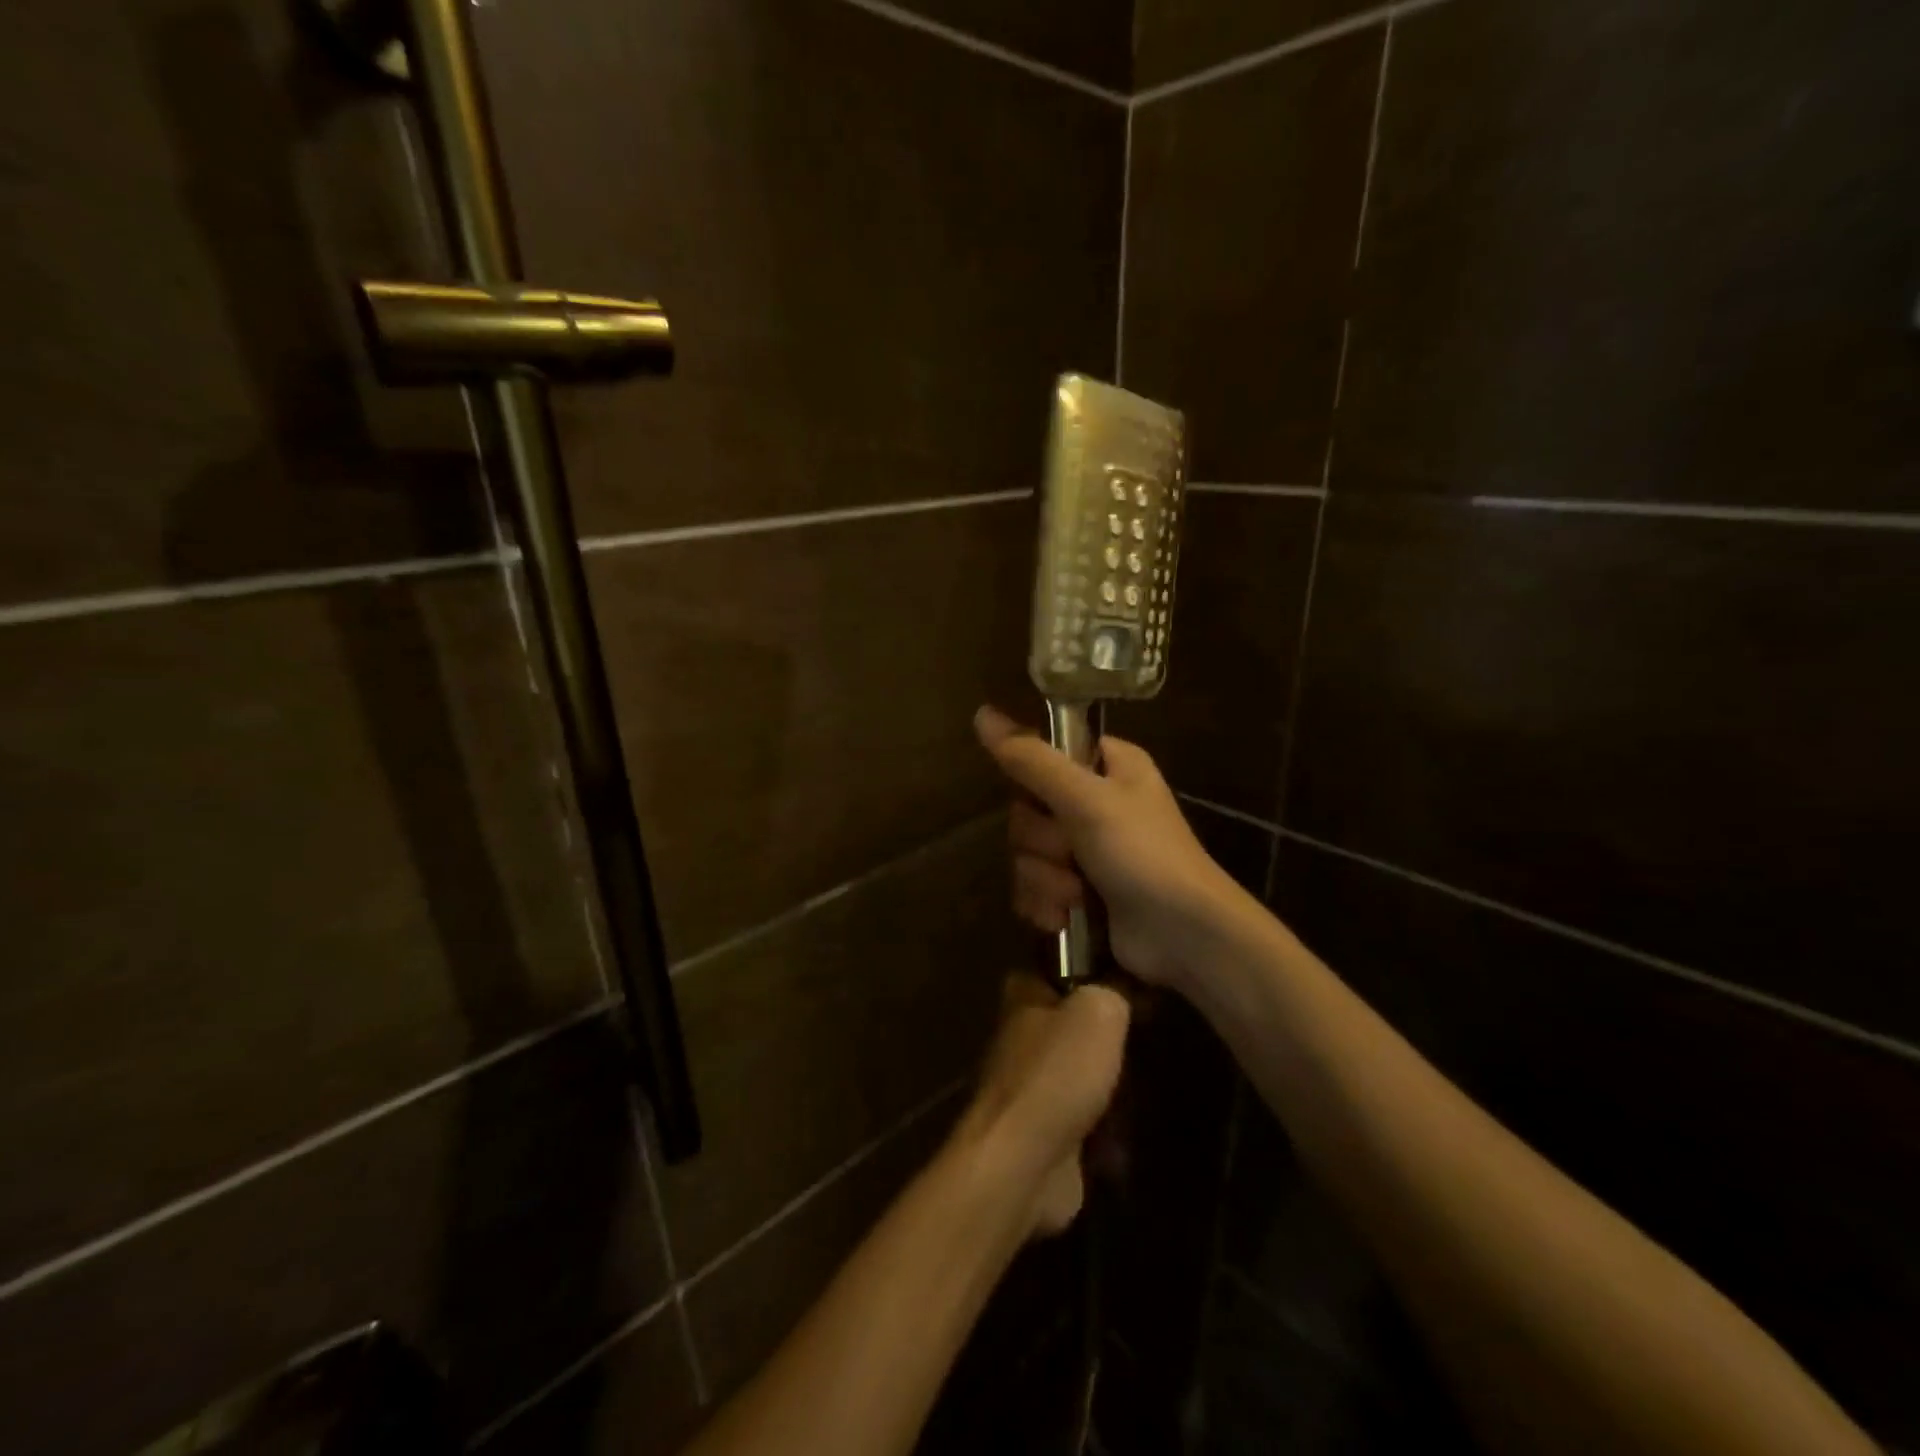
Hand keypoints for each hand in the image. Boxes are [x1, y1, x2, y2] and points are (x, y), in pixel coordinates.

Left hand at [954, 976, 1129, 1237]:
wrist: (1023, 1162)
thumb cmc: (1057, 1074)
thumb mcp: (1098, 1012)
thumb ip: (1113, 992)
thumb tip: (1122, 993)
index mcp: (1023, 996)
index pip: (1058, 969)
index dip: (1094, 973)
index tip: (1131, 987)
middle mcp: (1021, 1037)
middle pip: (1075, 1027)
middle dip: (1108, 1042)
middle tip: (1145, 1044)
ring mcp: (1029, 1088)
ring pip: (1082, 1077)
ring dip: (1112, 1092)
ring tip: (1140, 1096)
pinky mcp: (1042, 1134)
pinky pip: (1084, 1125)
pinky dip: (1106, 1136)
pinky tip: (1125, 1141)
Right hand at [974, 705, 1243, 989]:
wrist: (1183, 935)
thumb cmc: (1142, 854)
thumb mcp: (1086, 799)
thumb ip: (1032, 759)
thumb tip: (982, 714)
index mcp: (1108, 766)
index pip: (1045, 754)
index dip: (1035, 780)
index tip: (1045, 799)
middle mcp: (1096, 802)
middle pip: (1028, 810)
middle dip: (1043, 842)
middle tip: (1072, 852)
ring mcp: (1087, 851)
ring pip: (1027, 854)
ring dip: (1046, 879)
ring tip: (1077, 893)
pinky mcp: (1078, 892)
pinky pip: (1034, 888)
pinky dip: (1047, 904)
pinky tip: (1065, 917)